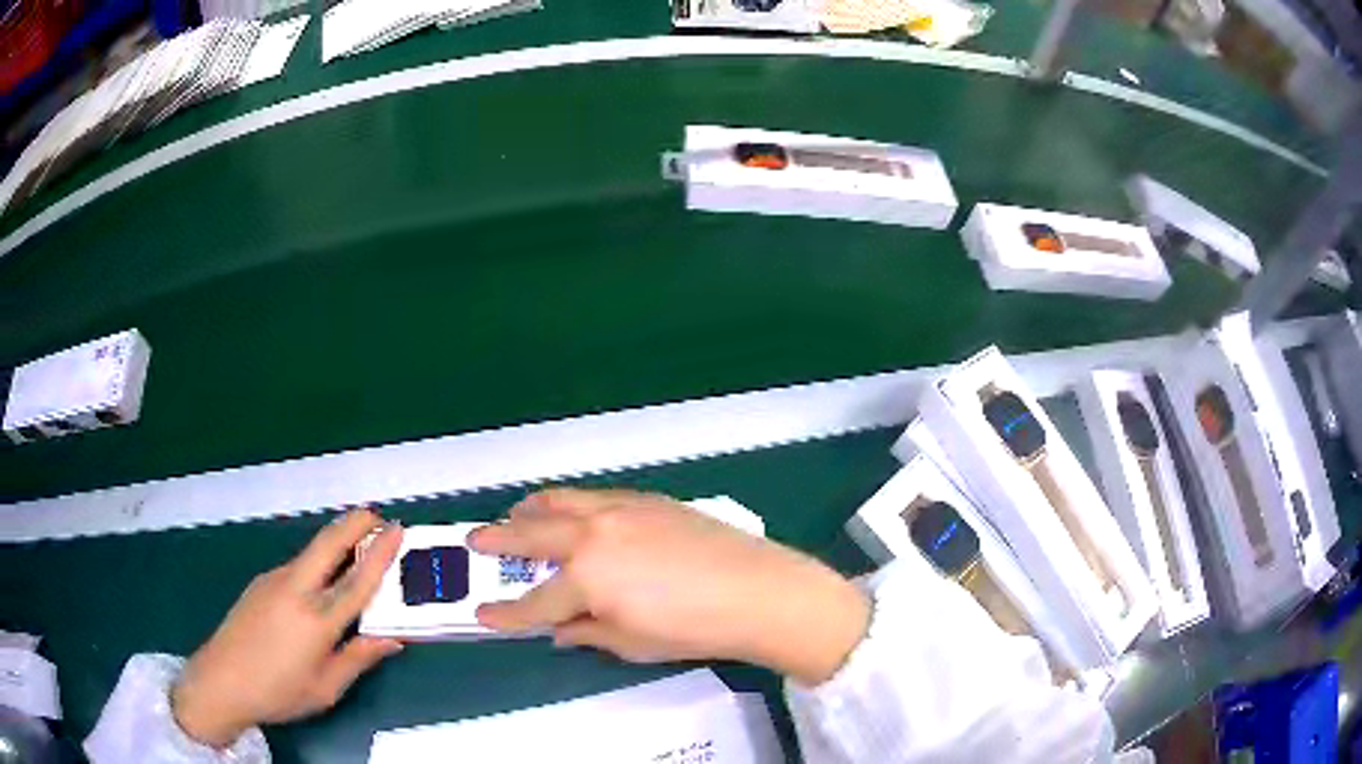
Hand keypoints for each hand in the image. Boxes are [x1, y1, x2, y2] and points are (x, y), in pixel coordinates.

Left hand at [171, 509, 405, 747]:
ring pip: (311, 553)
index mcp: (317, 621)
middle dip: (354, 523)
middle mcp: (296, 590)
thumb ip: (358, 659)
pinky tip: (319, 582)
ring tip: (355, 549)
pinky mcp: (261, 583)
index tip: (395, 528)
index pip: (357, 581)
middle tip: (376, 515)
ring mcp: (274, 581)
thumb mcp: (326, 688)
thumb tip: (390, 639)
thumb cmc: (279, 693)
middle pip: (328, 545)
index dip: (379, 553)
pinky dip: (316, 562)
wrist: (222, 681)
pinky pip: (296, 567)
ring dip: (335, 542)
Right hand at [468, 489, 869, 685]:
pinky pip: (593, 495)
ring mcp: (618, 509)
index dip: (505, 613)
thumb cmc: (691, 628)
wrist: (756, 589)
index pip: (533, 602)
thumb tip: (561, 629)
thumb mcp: (631, 643)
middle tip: (475, 540)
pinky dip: (570, 503)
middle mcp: (592, 534)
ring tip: (516, 515)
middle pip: (531, 534)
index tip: (483, 613)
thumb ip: (587, 632)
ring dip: (531, 510)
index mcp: (585, 578)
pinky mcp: (645, 499)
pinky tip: (572, 513)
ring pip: (559, 501)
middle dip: (496, 539)